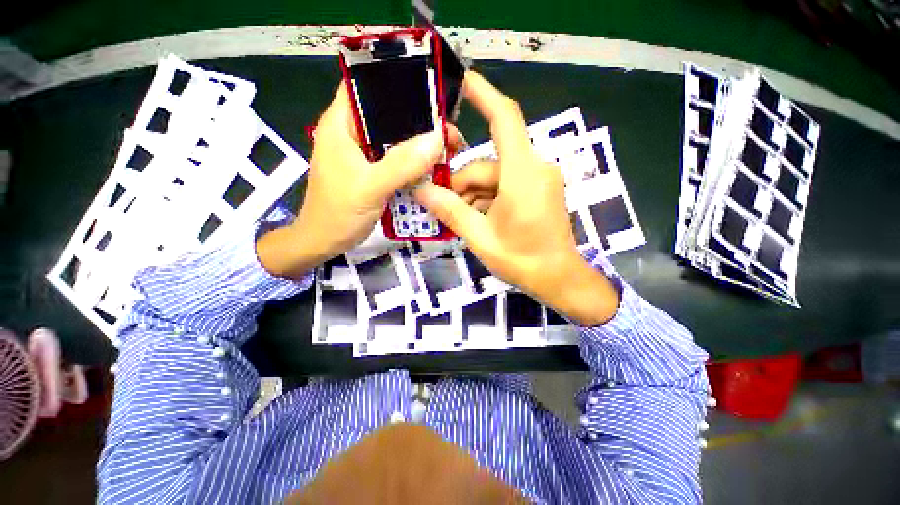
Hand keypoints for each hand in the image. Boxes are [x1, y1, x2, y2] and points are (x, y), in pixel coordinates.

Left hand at [258, 82, 452, 277]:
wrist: (325, 242)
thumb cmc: (338, 213)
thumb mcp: (370, 187)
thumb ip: (402, 164)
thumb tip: (438, 139)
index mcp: (341, 123)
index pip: (366, 84)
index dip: (397, 83)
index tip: (431, 93)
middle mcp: (352, 132)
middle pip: (388, 113)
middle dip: (419, 119)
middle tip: (449, 130)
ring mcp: (364, 153)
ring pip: (396, 138)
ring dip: (419, 143)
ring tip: (447, 147)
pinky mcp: (373, 170)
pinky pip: (398, 158)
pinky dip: (414, 162)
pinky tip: (431, 167)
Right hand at [414, 72, 619, 325]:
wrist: (559, 279)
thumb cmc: (522, 261)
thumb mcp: (480, 237)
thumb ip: (451, 211)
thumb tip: (420, 190)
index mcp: (523, 175)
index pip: (505, 119)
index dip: (484, 94)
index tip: (461, 81)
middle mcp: (534, 169)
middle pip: (486, 164)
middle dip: (461, 185)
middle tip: (441, 207)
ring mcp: (538, 180)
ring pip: (493, 177)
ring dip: (473, 196)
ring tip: (461, 221)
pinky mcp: (538, 190)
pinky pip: (505, 185)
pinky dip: (488, 199)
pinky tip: (478, 219)